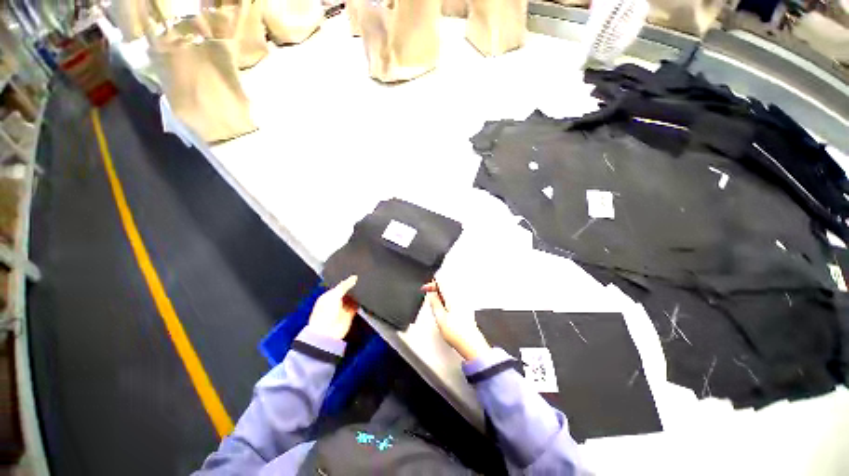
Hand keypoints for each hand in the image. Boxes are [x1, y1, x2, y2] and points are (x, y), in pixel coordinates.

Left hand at [308, 276, 359, 339]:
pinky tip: (365, 298)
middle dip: (353, 288)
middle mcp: (335, 301)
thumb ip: (344, 285)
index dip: (347, 281)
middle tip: (362, 280)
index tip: (356, 275)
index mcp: (328, 295)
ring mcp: (343, 308)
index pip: (339, 286)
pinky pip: (357, 306)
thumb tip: (354, 277)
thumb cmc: (325, 314)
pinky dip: (360, 303)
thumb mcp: (334, 295)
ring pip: (353, 299)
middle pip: (347, 292)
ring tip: (365, 287)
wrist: (327, 333)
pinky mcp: (349, 315)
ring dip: (357, 295)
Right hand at [422, 281, 490, 360]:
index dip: (432, 284)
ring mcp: (465, 302)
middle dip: (436, 287)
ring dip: (442, 293)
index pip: (442, 281)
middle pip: (447, 285)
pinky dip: (447, 299)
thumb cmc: (457, 333)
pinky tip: (444, 307)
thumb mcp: (439, 317)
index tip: (425, 288)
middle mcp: (461, 296)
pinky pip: (455, 297)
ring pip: (451, 291)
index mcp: (454, 296)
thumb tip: (430, 294)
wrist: (471, 345)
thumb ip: (434, 302)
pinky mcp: (467, 308)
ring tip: (435, 301)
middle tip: (428, 293)